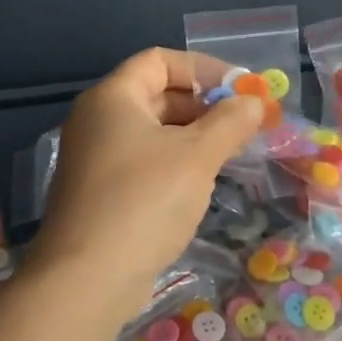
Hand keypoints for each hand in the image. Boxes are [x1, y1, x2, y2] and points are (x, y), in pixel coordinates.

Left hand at [37, 47, 262, 316]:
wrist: (87, 280)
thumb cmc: (144, 201)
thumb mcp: (197, 156)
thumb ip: (230, 122)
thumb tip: (254, 102)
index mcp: (113, 97)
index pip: (160, 60)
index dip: (204, 69)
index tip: (241, 90)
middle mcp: (98, 120)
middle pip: (158, 94)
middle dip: (204, 105)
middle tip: (245, 124)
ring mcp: (95, 158)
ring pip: (153, 132)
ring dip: (194, 136)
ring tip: (233, 153)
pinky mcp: (100, 193)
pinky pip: (144, 162)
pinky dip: (176, 163)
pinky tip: (203, 183)